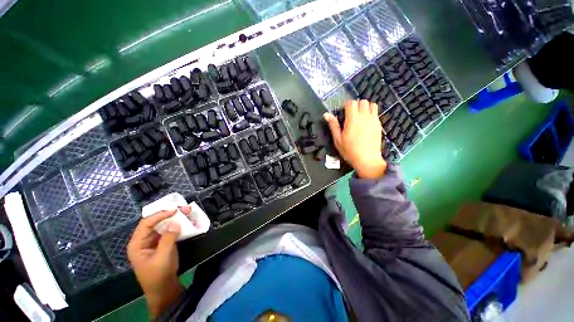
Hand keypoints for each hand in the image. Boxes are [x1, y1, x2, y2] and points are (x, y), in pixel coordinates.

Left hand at [127, 207, 189, 315]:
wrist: (163, 289)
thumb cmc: (159, 275)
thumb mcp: (163, 257)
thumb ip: (168, 239)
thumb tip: (176, 223)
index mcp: (137, 244)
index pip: (146, 224)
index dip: (159, 215)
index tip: (174, 210)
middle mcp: (144, 240)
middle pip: (155, 222)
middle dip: (169, 214)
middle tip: (184, 209)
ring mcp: (154, 241)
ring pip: (163, 225)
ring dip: (175, 218)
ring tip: (187, 212)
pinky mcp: (163, 243)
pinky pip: (169, 231)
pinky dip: (178, 225)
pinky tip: (187, 222)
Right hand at [324, 100, 386, 178]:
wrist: (367, 159)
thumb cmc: (349, 150)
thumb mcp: (338, 139)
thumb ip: (333, 125)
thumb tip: (326, 114)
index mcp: (352, 119)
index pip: (351, 103)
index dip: (346, 105)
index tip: (343, 112)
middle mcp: (364, 116)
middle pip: (362, 101)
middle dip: (356, 105)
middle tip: (351, 114)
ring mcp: (373, 120)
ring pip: (372, 105)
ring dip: (365, 107)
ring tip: (360, 116)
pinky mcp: (379, 125)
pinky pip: (376, 113)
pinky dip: (371, 113)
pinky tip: (366, 122)